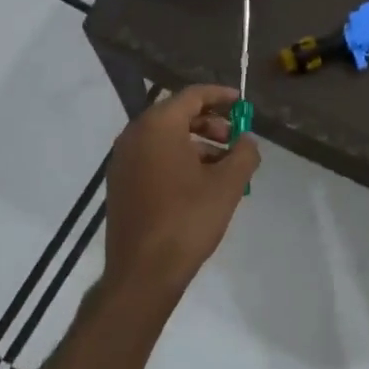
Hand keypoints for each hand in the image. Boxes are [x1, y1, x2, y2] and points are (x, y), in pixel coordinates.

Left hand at [103, 85, 260, 299]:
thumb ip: (244, 154)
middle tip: (235, 139)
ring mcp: (123, 161)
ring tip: (224, 167)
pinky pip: (153, 157)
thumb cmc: (187, 220)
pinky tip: (200, 183)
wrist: (143, 273)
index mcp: (157, 126)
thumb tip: (248, 142)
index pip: (192, 96)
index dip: (221, 96)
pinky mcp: (120, 183)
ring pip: (164, 138)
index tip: (243, 103)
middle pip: (176, 114)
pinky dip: (178, 159)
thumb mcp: (227, 185)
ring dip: (196, 144)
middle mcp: (134, 135)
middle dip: (210, 123)